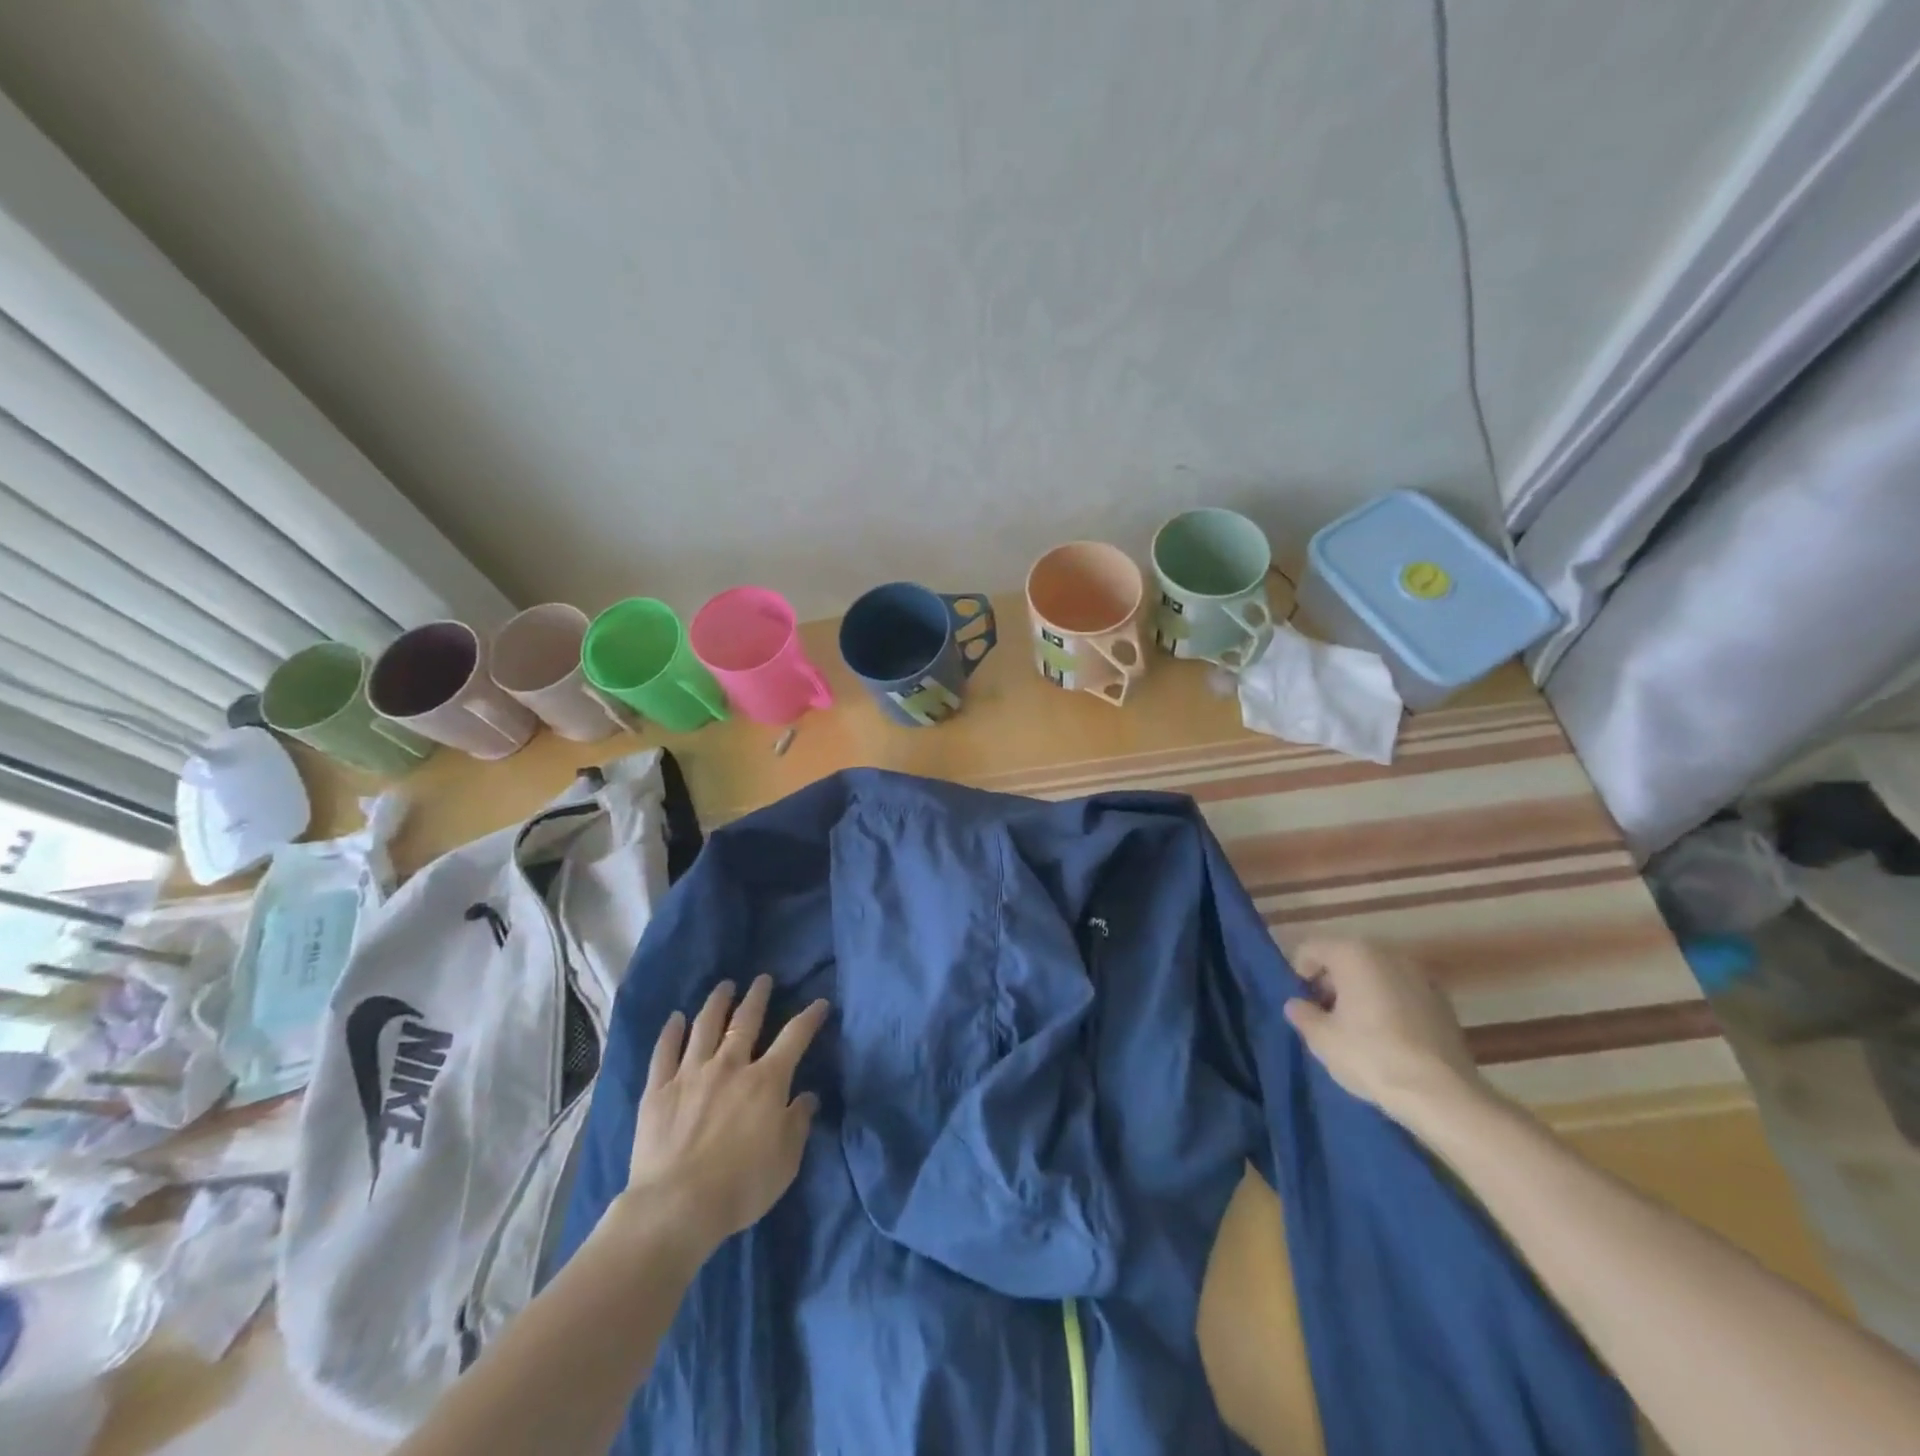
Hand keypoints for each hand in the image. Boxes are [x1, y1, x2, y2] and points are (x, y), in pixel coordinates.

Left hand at [618, 975, 828, 1248]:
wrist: (677, 1207)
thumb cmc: (741, 1186)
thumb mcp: (786, 1160)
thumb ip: (798, 1123)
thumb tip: (807, 1097)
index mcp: (766, 1081)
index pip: (795, 1037)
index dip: (810, 1017)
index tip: (820, 1003)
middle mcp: (730, 1065)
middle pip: (746, 1021)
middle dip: (757, 996)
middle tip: (762, 979)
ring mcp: (691, 1073)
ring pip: (705, 1026)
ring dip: (717, 1002)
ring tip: (724, 986)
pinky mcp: (659, 1089)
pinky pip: (665, 1052)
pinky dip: (671, 1032)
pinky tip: (676, 1018)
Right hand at [1282, 939, 1487, 1127]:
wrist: (1442, 1094)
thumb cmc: (1371, 1056)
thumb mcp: (1321, 1038)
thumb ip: (1302, 1013)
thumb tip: (1297, 1004)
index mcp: (1353, 953)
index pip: (1311, 949)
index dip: (1299, 974)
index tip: (1302, 1004)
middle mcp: (1387, 953)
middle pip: (1345, 958)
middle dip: (1331, 982)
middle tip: (1324, 1016)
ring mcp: (1419, 975)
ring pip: (1375, 974)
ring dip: (1360, 992)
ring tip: (1355, 1028)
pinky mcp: (1442, 1001)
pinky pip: (1401, 992)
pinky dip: (1388, 1004)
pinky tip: (1387, 1037)